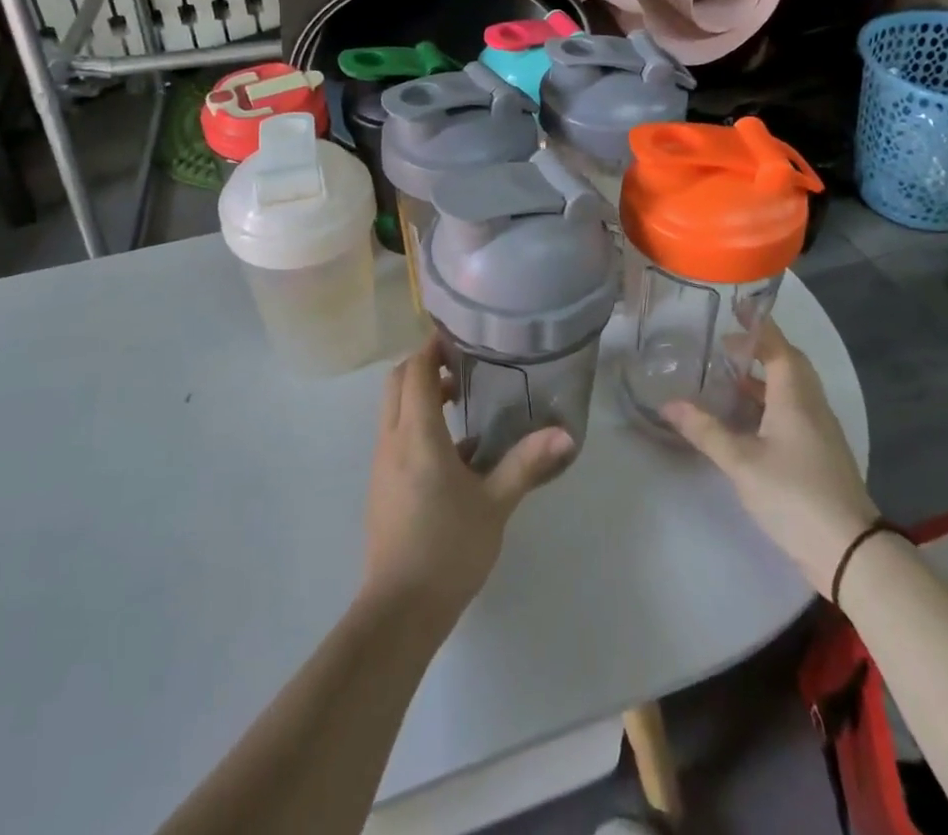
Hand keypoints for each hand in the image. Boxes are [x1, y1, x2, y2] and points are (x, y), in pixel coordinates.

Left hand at [362, 338, 573, 626]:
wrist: (400, 610)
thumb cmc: (449, 549)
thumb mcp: (494, 505)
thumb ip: (526, 464)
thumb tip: (566, 434)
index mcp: (417, 435)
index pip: (414, 371)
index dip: (431, 347)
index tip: (458, 337)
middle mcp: (392, 440)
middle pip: (397, 382)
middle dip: (423, 366)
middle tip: (461, 368)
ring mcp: (382, 463)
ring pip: (393, 408)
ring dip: (419, 396)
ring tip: (460, 404)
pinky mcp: (381, 484)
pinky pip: (395, 435)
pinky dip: (416, 424)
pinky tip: (454, 452)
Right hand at [663, 321, 879, 590]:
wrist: (851, 553)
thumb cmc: (795, 495)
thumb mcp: (741, 462)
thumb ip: (705, 431)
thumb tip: (668, 404)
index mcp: (795, 397)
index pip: (778, 347)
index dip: (759, 325)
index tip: (738, 306)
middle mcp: (811, 405)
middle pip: (788, 364)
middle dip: (760, 349)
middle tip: (726, 346)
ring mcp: (820, 431)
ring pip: (792, 389)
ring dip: (763, 377)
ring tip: (728, 378)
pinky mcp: (820, 453)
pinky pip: (794, 411)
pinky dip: (770, 402)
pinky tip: (747, 419)